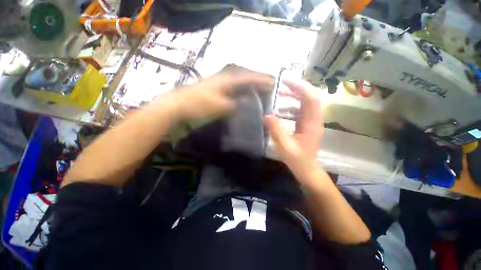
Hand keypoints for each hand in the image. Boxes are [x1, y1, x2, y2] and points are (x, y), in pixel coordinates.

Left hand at [172, 75, 272, 119]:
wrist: (178, 105)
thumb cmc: (199, 104)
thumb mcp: (219, 106)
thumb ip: (234, 104)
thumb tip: (244, 104)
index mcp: (226, 80)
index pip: (247, 78)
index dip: (260, 80)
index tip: (272, 81)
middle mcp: (224, 79)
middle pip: (244, 77)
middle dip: (256, 80)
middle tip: (267, 84)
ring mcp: (219, 84)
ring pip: (238, 83)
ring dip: (249, 85)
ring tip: (259, 89)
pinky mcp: (215, 91)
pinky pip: (232, 89)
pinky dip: (240, 91)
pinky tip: (243, 96)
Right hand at [266, 80, 322, 165]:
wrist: (307, 169)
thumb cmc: (297, 159)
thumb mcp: (284, 145)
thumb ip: (276, 130)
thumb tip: (267, 115)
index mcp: (312, 123)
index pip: (311, 98)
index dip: (300, 87)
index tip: (286, 81)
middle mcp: (314, 120)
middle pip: (310, 97)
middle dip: (297, 89)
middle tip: (282, 85)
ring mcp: (311, 122)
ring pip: (305, 103)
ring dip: (293, 97)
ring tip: (279, 96)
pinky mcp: (306, 125)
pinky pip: (300, 111)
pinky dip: (290, 108)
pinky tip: (280, 112)